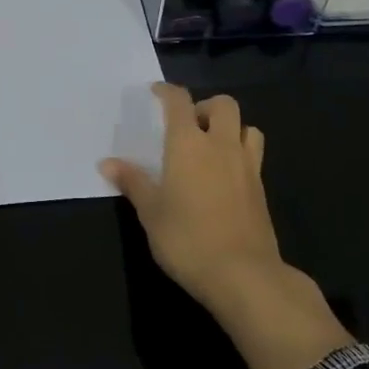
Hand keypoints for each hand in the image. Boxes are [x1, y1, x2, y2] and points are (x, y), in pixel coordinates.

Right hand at [102, 84, 353, 368]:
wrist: (245, 276)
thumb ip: (132, 182)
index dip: (167, 91)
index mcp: (188, 143)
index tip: (155, 92)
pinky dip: (240, 154)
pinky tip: (225, 176)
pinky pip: (254, 156)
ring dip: (230, 128)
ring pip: (247, 127)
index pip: (179, 101)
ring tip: (212, 147)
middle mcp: (220, 145)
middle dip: (205, 106)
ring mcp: (247, 166)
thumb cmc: (187, 239)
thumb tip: (107, 162)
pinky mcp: (262, 190)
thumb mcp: (150, 212)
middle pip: (223, 104)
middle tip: (188, 125)